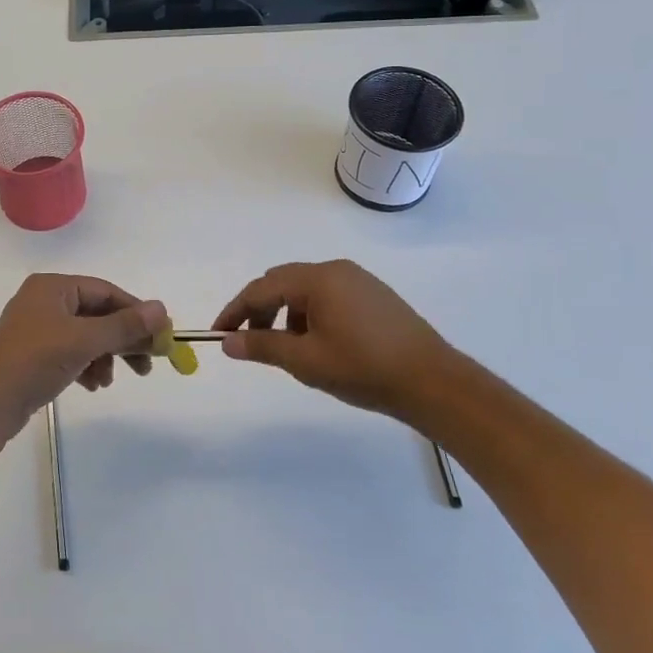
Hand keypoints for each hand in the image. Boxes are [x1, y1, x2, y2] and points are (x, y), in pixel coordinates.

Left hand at [0, 275, 168, 444]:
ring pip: (85, 336)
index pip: (105, 292)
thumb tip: (162, 310)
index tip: (160, 336)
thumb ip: (124, 326)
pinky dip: (86, 366)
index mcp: (53, 287)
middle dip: (121, 340)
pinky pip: (70, 352)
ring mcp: (37, 328)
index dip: (135, 313)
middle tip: (146, 364)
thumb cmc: (36, 360)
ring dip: (104, 357)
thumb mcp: (85, 341)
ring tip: (107, 381)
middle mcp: (44, 301)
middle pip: (97, 314)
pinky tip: (92, 385)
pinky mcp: (33, 353)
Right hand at [212, 260, 467, 421]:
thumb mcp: (306, 361)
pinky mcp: (374, 295)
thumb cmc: (364, 369)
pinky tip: (320, 344)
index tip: (219, 335)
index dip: (235, 311)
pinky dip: (310, 314)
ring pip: (305, 290)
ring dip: (286, 314)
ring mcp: (358, 280)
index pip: (261, 288)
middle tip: (251, 342)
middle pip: (282, 282)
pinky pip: (328, 296)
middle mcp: (336, 270)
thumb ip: (262, 347)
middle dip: (260, 310)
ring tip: (289, 350)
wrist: (433, 382)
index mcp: (318, 279)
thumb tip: (227, 342)